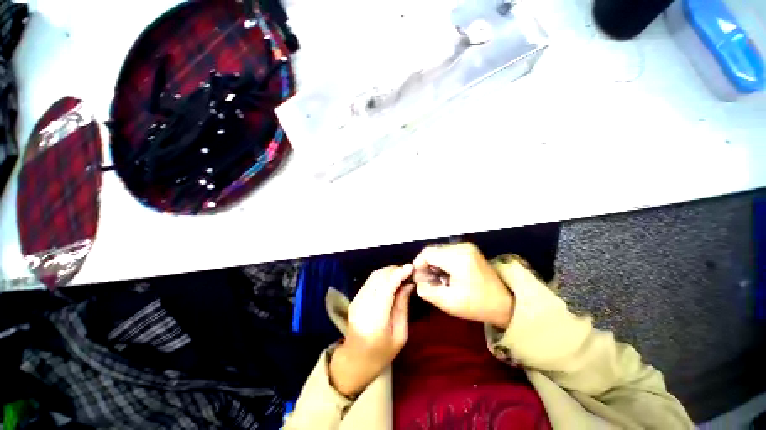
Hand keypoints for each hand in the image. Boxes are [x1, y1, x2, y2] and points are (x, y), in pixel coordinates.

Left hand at [329, 265, 414, 396]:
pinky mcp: (354, 298)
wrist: (355, 361)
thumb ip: (402, 307)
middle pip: (378, 277)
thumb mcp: (399, 335)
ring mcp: (356, 300)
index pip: (386, 287)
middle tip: (408, 271)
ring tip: (402, 274)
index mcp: (375, 319)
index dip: (398, 274)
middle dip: (394, 270)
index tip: (411, 267)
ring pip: (373, 276)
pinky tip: (391, 280)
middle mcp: (362, 305)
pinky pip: (370, 281)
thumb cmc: (381, 354)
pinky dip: (382, 276)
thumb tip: (408, 284)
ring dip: (388, 271)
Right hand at [413, 243, 512, 328]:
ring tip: (437, 280)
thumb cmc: (477, 305)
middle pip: (433, 250)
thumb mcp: (448, 302)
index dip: (418, 265)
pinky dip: (442, 262)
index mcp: (458, 258)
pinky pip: (447, 252)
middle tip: (427, 282)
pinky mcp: (469, 249)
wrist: (505, 303)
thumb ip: (426, 290)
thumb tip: (417, 280)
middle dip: (426, 265)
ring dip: (434, 264)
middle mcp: (462, 246)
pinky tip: (446, 275)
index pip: (428, 253)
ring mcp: (467, 246)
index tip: (418, 279)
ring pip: (439, 251)